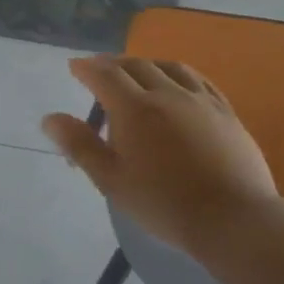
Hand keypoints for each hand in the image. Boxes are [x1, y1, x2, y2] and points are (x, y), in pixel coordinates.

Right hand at [41, 57, 277, 258]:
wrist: (232, 220)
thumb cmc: (162, 204)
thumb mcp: (110, 180)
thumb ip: (80, 145)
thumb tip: (51, 118)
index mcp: (135, 109)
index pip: (105, 76)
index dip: (86, 68)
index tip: (74, 66)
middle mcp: (168, 95)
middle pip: (137, 66)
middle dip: (113, 64)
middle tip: (99, 70)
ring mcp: (202, 102)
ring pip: (171, 68)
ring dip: (147, 64)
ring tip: (137, 72)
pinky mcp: (227, 113)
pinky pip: (200, 81)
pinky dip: (179, 74)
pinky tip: (179, 84)